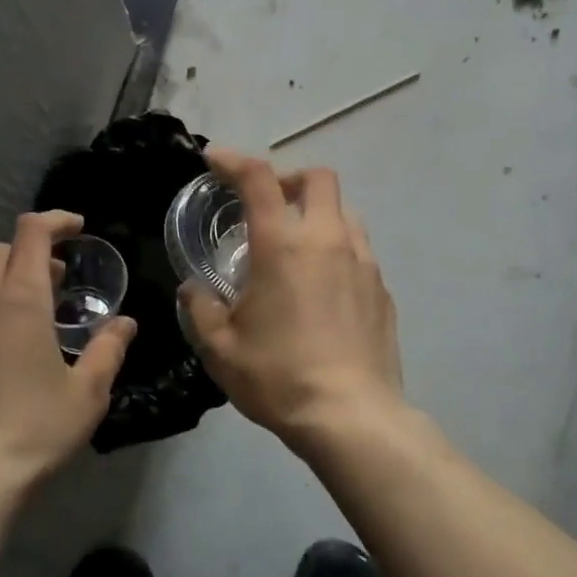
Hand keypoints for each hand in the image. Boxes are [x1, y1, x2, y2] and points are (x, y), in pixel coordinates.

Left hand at [0, 210, 135, 492]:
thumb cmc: (35, 430)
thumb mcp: (87, 392)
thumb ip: (108, 348)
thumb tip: (124, 323)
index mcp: (19, 300)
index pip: (32, 233)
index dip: (56, 221)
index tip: (77, 229)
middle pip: (0, 251)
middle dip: (30, 255)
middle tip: (56, 282)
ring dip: (1, 283)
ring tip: (23, 316)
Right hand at [179, 148, 402, 444]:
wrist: (351, 416)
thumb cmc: (277, 376)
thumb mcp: (220, 347)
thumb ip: (200, 308)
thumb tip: (194, 289)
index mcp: (282, 245)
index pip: (258, 178)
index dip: (233, 160)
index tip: (215, 160)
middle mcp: (327, 240)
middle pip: (318, 178)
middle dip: (289, 179)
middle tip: (267, 204)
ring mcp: (363, 263)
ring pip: (345, 212)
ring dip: (317, 214)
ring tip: (296, 247)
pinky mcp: (382, 290)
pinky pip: (359, 251)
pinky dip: (337, 250)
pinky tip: (322, 288)